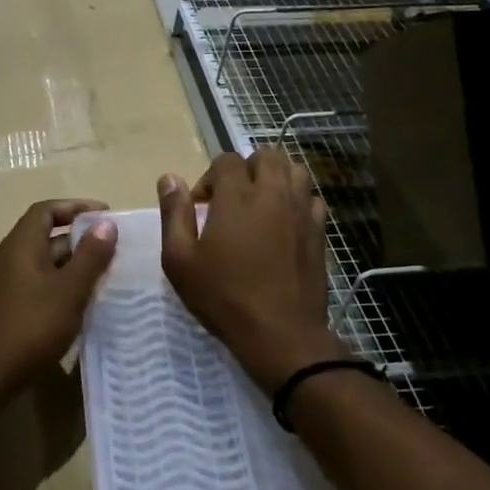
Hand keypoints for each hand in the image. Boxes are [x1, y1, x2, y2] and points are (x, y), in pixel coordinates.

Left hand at [0, 199, 118, 384]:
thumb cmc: (32, 326)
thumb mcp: (69, 290)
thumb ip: (90, 256)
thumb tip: (105, 223)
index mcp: (20, 245)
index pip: (45, 211)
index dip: (75, 207)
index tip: (104, 215)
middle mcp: (6, 257)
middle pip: (43, 236)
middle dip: (77, 240)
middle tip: (110, 251)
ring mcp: (0, 284)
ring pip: (39, 264)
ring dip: (68, 266)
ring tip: (100, 278)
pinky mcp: (1, 308)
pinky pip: (32, 284)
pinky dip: (55, 286)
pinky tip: (75, 305)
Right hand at [159, 151, 341, 391]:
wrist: (280, 334)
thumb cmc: (223, 296)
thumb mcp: (180, 259)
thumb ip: (174, 214)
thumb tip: (170, 179)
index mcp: (237, 197)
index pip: (227, 160)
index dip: (210, 178)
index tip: (202, 207)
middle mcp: (274, 194)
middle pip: (267, 156)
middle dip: (246, 168)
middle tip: (232, 199)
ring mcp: (302, 212)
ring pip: (295, 171)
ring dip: (275, 178)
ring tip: (259, 204)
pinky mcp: (319, 232)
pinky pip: (311, 198)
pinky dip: (297, 200)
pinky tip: (284, 222)